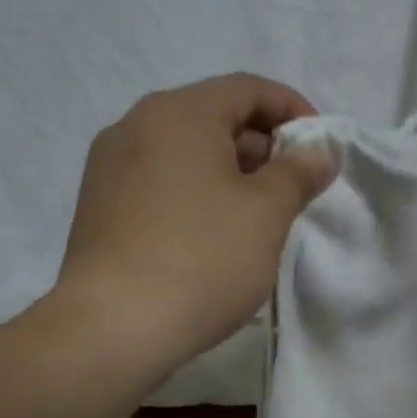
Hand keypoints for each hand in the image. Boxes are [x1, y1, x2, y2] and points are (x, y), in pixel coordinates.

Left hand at [55, 73, 336, 373]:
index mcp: (178, 112)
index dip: (292, 110)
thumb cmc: (201, 260)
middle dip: (260, 148)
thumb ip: (298, 174)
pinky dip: (192, 197)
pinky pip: (157, 186)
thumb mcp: (266, 214)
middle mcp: (134, 127)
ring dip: (226, 175)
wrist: (113, 328)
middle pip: (211, 119)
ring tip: (255, 218)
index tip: (319, 148)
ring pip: (182, 156)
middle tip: (292, 190)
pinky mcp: (97, 210)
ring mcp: (108, 169)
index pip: (247, 89)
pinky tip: (209, 238)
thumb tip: (319, 151)